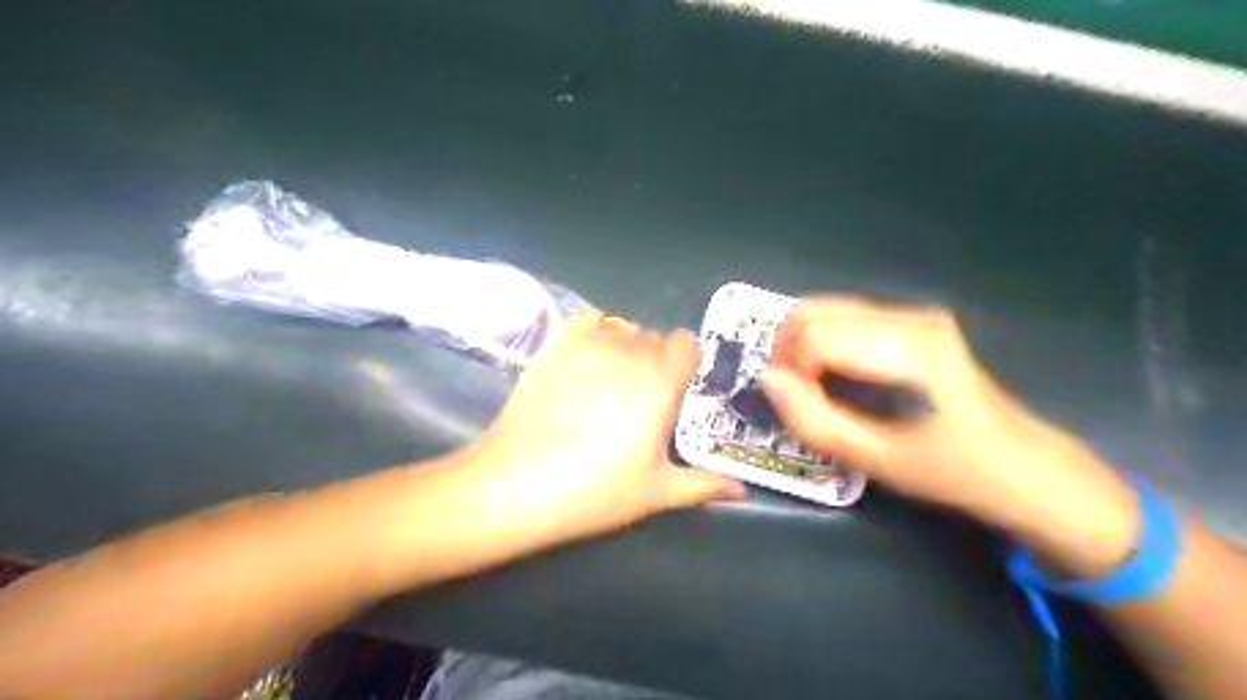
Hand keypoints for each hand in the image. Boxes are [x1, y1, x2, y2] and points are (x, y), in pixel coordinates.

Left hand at [462, 309, 741, 546]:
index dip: (685, 363)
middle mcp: (629, 352)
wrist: (519, 483)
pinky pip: (588, 321)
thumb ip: (704, 484)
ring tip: (610, 382)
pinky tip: (586, 363)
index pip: (687, 343)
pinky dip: (595, 333)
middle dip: (655, 360)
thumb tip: (741, 491)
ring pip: (622, 327)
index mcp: (660, 381)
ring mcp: (589, 344)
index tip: (675, 390)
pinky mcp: (556, 344)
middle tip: (639, 398)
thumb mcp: (657, 492)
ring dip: (625, 347)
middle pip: (654, 336)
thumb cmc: (595, 490)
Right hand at [759, 295, 1135, 574]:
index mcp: (908, 350)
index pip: (815, 338)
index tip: (796, 405)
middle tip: (791, 392)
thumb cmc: (949, 469)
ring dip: (801, 344)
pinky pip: (846, 316)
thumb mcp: (874, 459)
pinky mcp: (916, 319)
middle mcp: (910, 317)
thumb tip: (767, 379)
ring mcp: (916, 313)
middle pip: (814, 312)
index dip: (790, 371)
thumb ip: (813, 419)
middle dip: (787, 351)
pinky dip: (823, 340)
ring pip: (826, 309)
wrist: (1020, 465)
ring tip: (809, 385)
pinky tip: (833, 373)